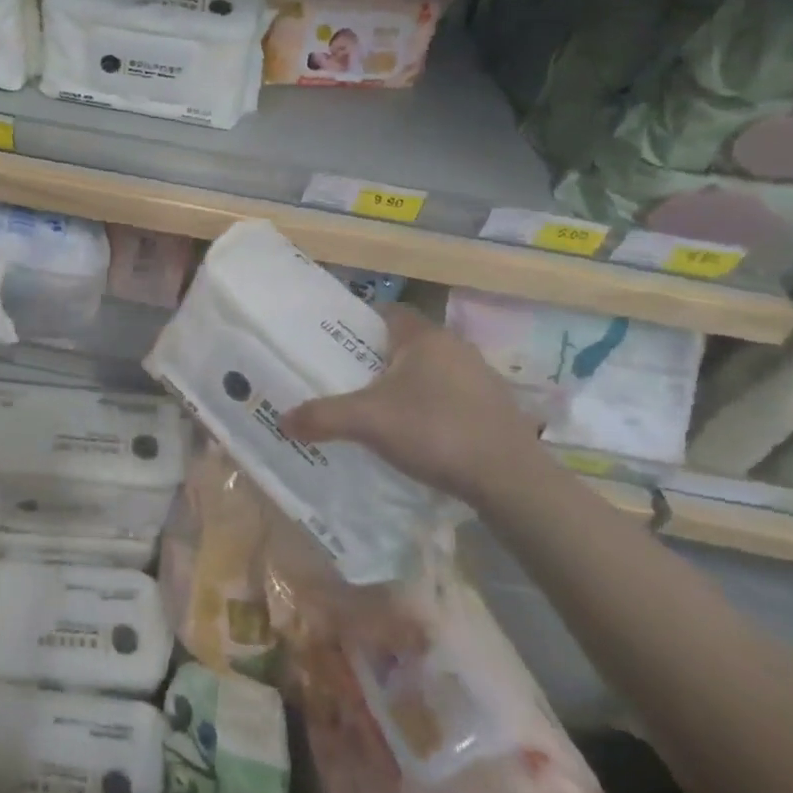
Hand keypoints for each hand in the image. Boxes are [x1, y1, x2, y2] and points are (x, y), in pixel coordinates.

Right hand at [281, 305, 542, 508]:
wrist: (510, 479)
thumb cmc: (434, 431)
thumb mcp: (368, 422)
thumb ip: (323, 416)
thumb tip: (282, 419)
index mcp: (424, 337)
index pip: (388, 312)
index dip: (362, 324)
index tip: (339, 345)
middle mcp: (455, 346)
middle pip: (407, 343)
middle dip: (380, 359)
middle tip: (351, 381)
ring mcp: (481, 377)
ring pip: (433, 370)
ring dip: (410, 385)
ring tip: (383, 411)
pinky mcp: (497, 407)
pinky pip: (454, 396)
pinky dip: (435, 408)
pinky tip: (422, 435)